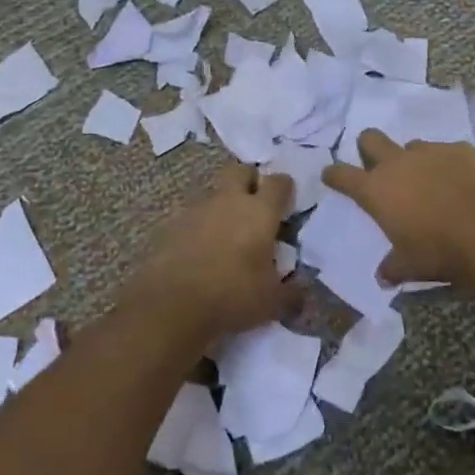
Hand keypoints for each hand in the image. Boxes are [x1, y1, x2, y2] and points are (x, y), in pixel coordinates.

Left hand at [128, 161, 297, 341]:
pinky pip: (194, 215)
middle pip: (241, 171)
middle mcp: (229, 200)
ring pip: (215, 193)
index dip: (285, 189)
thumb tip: (301, 290)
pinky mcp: (173, 223)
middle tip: (255, 206)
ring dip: (224, 205)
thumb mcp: (272, 301)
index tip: (286, 204)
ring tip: (228, 235)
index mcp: (260, 212)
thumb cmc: (232, 296)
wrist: (172, 304)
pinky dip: (201, 226)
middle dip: (250, 181)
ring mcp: (198, 209)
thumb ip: (291, 291)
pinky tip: (202, 250)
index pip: (279, 182)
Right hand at [323, 131, 474, 287]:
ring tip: (430, 182)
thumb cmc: (439, 251)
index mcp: (376, 190)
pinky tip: (462, 184)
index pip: (342, 175)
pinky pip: (448, 152)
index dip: (334, 174)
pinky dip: (449, 165)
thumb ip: (392, 267)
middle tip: (377, 165)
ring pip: (412, 145)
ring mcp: (429, 152)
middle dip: (368, 147)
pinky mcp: (460, 149)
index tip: (331, 175)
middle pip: (370, 138)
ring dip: (414, 160)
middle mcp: (397, 163)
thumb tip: (382, 277)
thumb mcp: (410, 266)